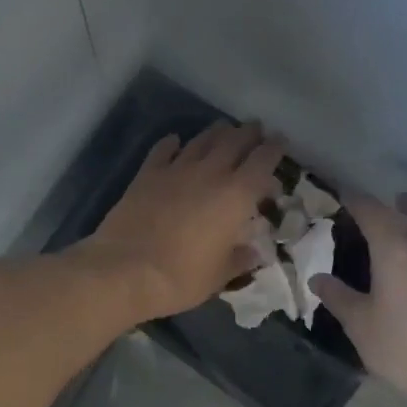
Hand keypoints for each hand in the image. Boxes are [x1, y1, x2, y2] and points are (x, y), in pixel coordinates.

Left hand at [83, 122, 285, 320]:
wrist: (125, 269)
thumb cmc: (181, 277)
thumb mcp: (220, 276)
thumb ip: (239, 259)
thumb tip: (253, 253)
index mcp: (236, 196)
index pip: (262, 161)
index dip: (274, 148)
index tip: (281, 141)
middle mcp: (210, 173)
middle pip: (234, 141)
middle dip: (248, 133)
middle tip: (256, 129)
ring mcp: (176, 170)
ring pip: (202, 140)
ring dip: (217, 132)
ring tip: (224, 129)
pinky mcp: (147, 174)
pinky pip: (164, 149)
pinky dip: (173, 143)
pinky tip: (176, 141)